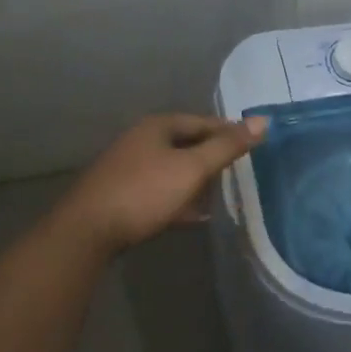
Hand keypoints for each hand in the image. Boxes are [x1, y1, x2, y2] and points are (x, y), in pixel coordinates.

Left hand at [56, 113, 267, 256]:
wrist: (87, 231)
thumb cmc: (144, 191)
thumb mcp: (192, 168)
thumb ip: (227, 146)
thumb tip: (263, 121)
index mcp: (158, 126)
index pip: (203, 122)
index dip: (230, 132)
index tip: (254, 147)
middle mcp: (141, 140)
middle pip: (187, 144)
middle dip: (213, 159)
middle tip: (240, 174)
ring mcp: (129, 168)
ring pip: (173, 169)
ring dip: (196, 182)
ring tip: (222, 197)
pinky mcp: (122, 195)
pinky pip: (160, 191)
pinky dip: (179, 199)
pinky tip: (194, 217)